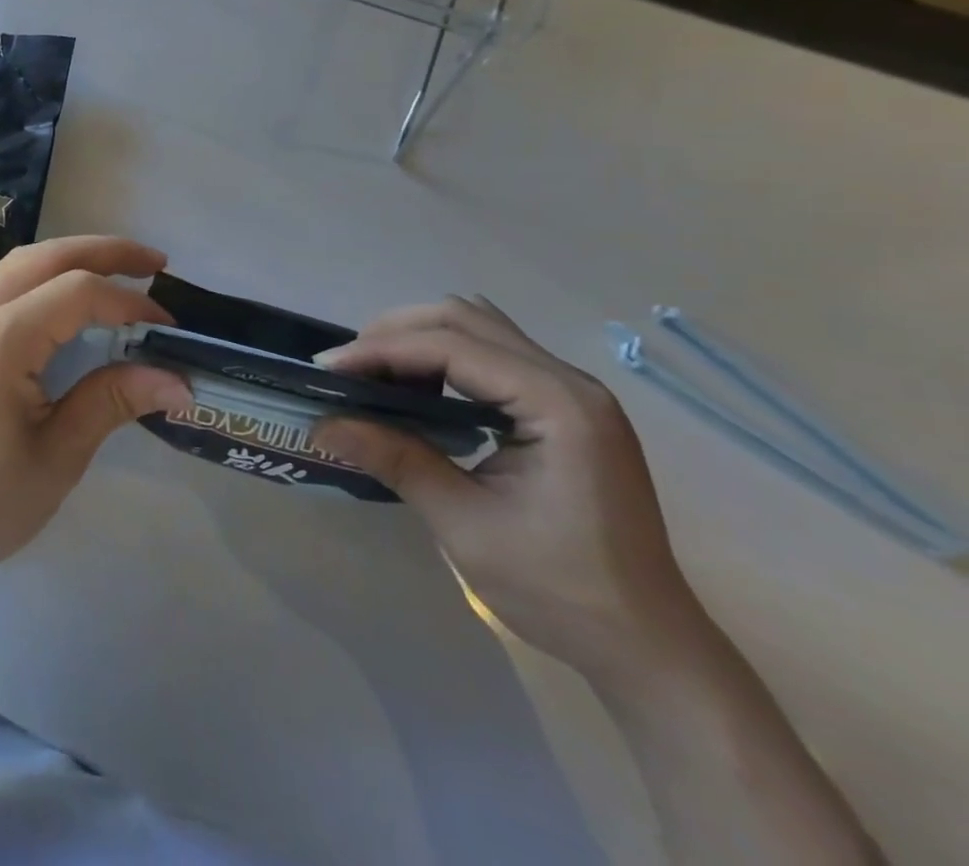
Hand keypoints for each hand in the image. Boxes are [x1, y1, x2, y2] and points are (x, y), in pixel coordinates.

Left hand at [0, 237, 190, 603]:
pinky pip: (1, 288)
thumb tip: (178, 380)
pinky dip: (42, 279)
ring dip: (70, 259)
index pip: (78, 292)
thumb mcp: (57, 457)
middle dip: (103, 252)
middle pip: (45, 257)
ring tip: (119, 273)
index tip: (171, 328)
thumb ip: (113, 401)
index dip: (130, 303)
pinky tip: (67, 303)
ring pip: (19, 265)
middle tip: (155, 263)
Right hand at [311, 297, 710, 681]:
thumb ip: (395, 459)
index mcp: (559, 405)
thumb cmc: (561, 591)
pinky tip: (418, 389)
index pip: (451, 346)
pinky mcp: (564, 408)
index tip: (327, 370)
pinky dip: (444, 357)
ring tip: (374, 373)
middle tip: (346, 370)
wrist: (648, 649)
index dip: (382, 350)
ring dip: (418, 339)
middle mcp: (569, 382)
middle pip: (464, 319)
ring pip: (478, 328)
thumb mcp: (466, 526)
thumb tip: (320, 423)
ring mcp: (571, 392)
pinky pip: (492, 354)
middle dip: (395, 334)